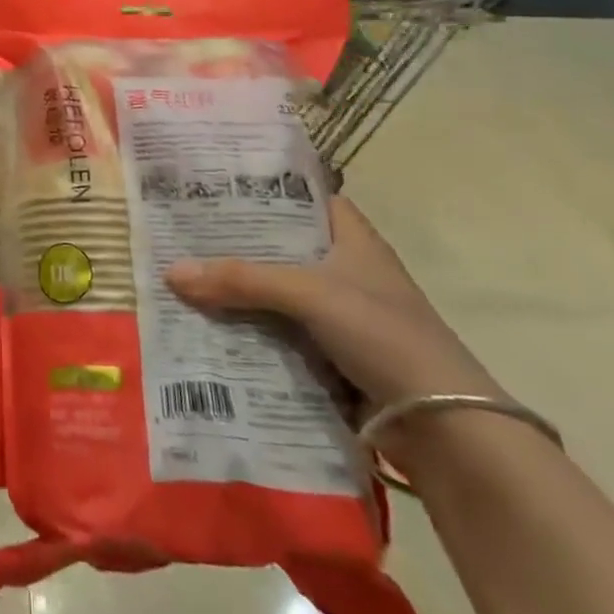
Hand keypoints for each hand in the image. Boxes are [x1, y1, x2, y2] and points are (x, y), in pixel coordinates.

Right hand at [166, 196, 501, 417]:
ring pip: (275, 293)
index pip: (304, 198)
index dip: (265, 189)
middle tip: (181, 233)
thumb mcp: (309, 293)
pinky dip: (248, 331)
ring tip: (181, 278)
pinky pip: (277, 333)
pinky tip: (207, 327)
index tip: (215, 185)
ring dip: (237, 292)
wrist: (442, 427)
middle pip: (280, 248)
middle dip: (235, 244)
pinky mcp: (330, 356)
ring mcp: (338, 316)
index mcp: (353, 239)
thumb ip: (241, 280)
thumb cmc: (384, 334)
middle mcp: (345, 271)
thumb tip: (171, 272)